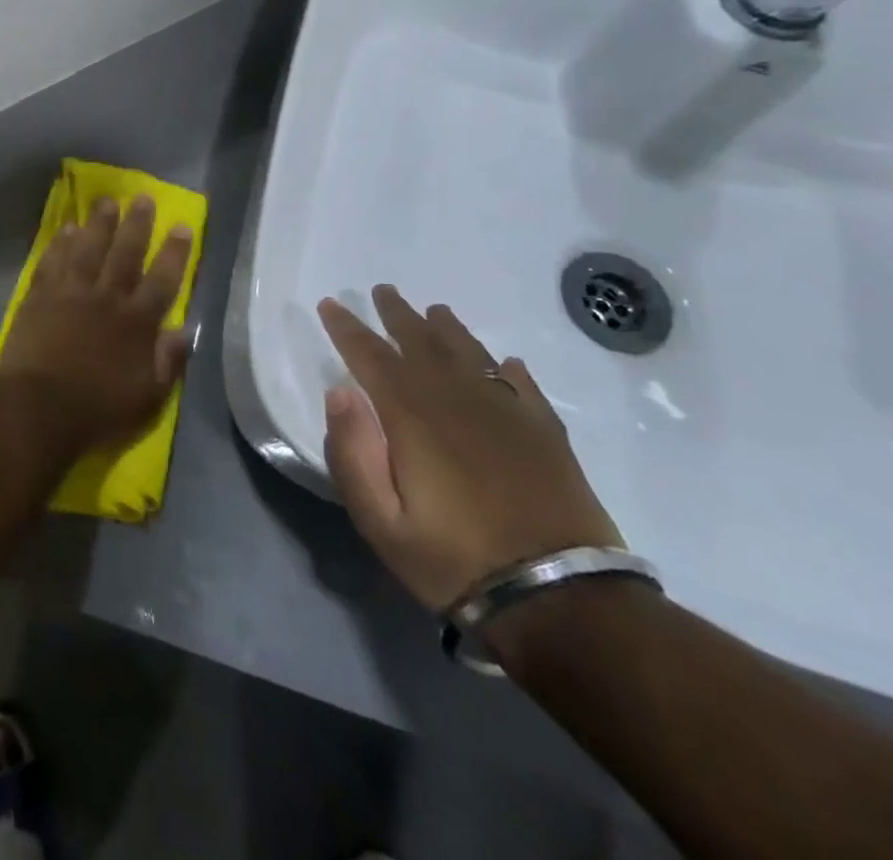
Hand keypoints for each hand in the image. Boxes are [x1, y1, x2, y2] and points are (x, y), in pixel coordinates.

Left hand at [0, 196, 193, 456]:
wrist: (38, 408)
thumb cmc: (97, 410)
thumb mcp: (148, 398)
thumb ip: (168, 362)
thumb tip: (185, 331)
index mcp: (136, 323)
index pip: (162, 280)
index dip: (174, 253)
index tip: (181, 226)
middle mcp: (106, 299)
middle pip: (124, 254)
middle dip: (136, 225)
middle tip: (143, 198)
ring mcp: (70, 293)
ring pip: (88, 249)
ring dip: (99, 224)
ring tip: (106, 201)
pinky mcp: (40, 297)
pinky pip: (53, 261)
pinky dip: (60, 243)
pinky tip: (67, 228)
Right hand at [318, 286, 621, 612]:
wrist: (562, 602)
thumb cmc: (455, 561)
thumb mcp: (381, 521)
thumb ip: (353, 453)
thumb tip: (339, 391)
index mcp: (413, 416)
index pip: (371, 356)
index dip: (347, 328)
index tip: (330, 304)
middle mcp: (458, 400)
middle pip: (421, 343)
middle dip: (396, 315)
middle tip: (381, 290)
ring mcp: (507, 414)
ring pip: (470, 355)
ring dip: (447, 329)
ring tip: (434, 310)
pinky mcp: (546, 435)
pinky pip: (521, 386)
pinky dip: (506, 368)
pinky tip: (503, 362)